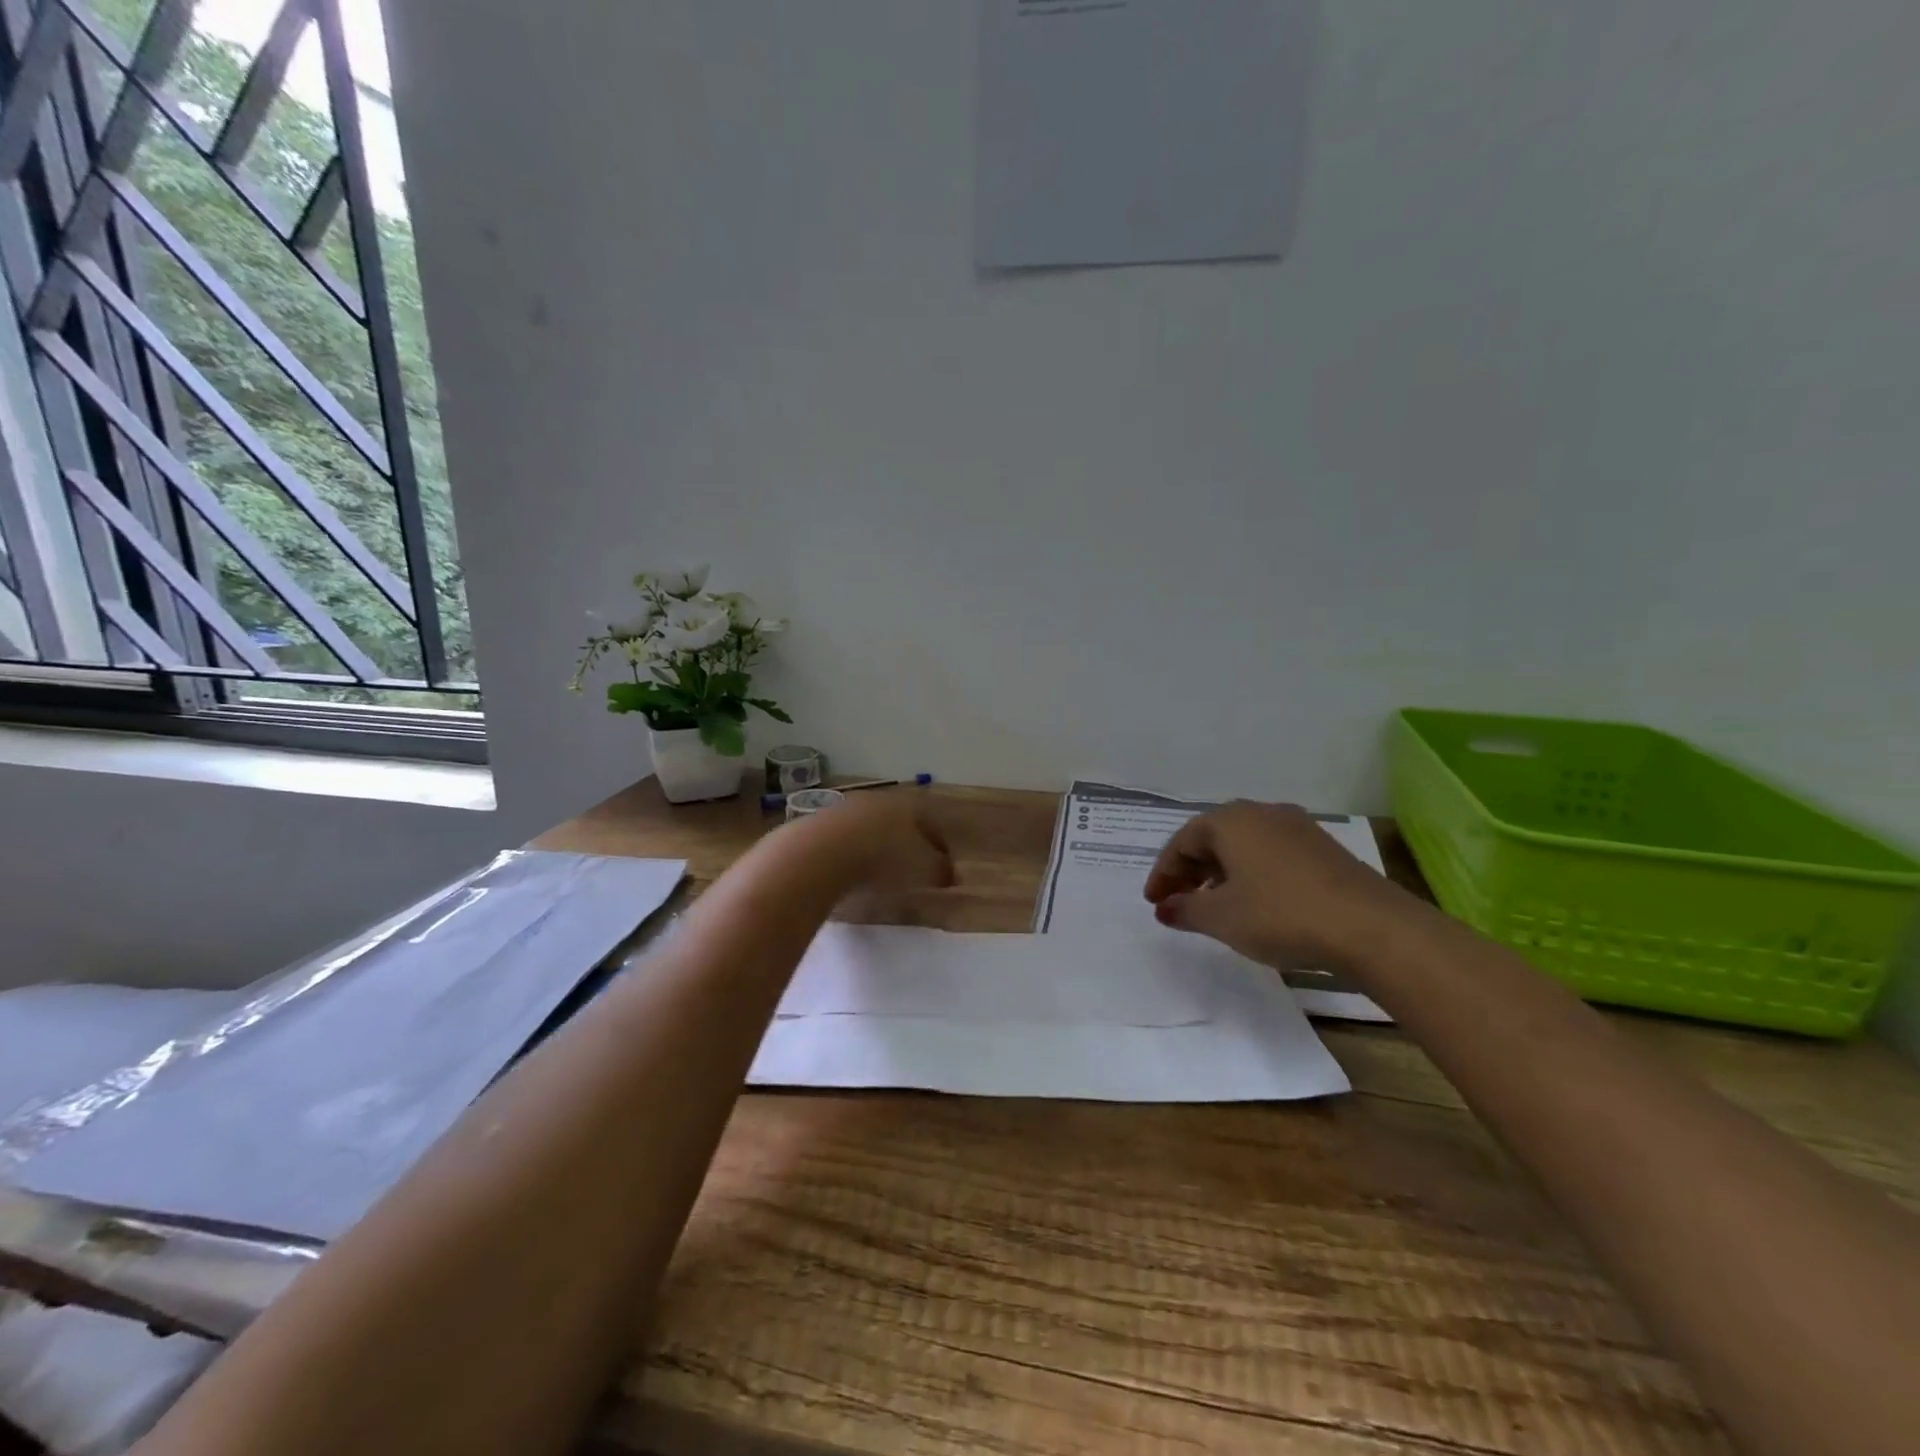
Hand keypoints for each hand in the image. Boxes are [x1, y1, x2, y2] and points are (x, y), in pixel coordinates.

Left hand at [807, 791, 956, 892]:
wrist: (820, 853)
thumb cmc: (884, 858)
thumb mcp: (924, 870)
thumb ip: (941, 872)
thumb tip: (951, 875)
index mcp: (908, 804)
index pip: (931, 823)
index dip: (940, 847)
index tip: (943, 868)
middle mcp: (878, 799)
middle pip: (899, 822)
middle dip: (907, 843)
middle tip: (911, 868)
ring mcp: (844, 809)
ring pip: (868, 828)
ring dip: (875, 847)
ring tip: (879, 873)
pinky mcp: (816, 825)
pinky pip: (842, 840)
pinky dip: (849, 854)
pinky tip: (849, 874)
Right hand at [1143, 801, 1413, 968]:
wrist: (1371, 927)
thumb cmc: (1281, 915)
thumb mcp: (1222, 918)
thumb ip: (1186, 909)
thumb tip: (1165, 907)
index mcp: (1229, 820)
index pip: (1181, 842)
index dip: (1163, 874)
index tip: (1154, 902)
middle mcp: (1261, 813)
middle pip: (1212, 838)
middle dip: (1190, 870)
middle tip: (1178, 902)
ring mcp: (1296, 827)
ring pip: (1243, 845)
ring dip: (1221, 872)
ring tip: (1214, 905)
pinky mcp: (1323, 848)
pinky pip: (1270, 853)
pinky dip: (1251, 874)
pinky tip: (1256, 902)